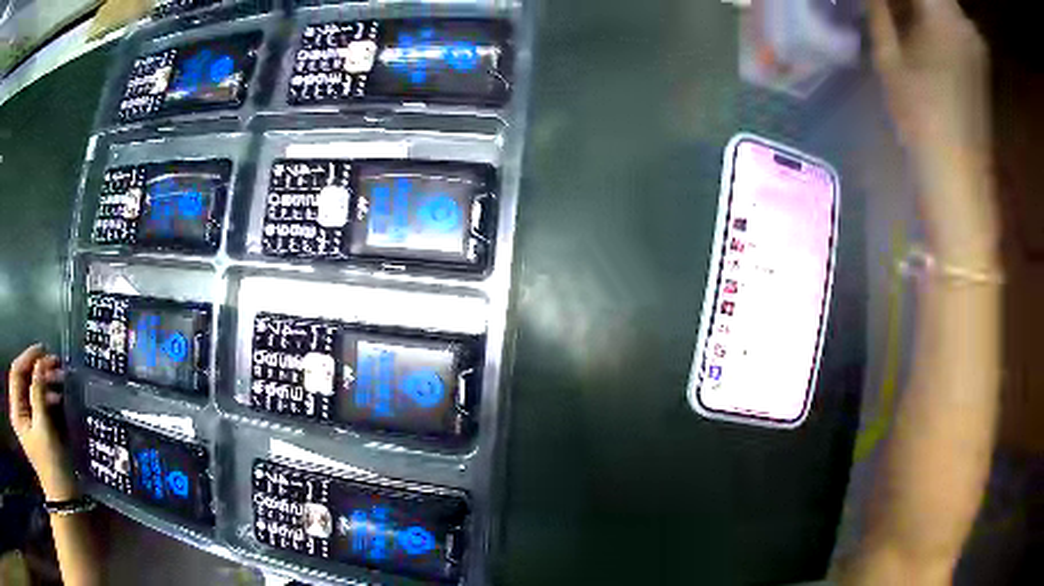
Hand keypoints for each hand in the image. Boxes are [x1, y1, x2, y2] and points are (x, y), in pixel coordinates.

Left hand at [8, 344, 76, 500]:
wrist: (64, 498)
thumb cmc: (52, 466)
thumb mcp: (44, 428)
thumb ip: (39, 392)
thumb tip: (41, 362)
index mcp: (16, 412)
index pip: (16, 372)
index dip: (27, 358)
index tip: (42, 351)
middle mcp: (17, 412)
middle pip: (22, 378)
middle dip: (36, 368)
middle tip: (53, 363)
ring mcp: (25, 420)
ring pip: (29, 387)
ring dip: (42, 380)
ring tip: (58, 377)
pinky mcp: (33, 426)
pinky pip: (35, 400)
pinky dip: (45, 394)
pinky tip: (57, 395)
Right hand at [868, 0, 997, 264]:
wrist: (959, 176)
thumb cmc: (921, 120)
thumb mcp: (888, 56)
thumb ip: (879, 9)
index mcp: (942, 13)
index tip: (878, 2)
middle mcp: (963, 20)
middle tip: (889, 7)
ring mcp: (975, 39)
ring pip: (942, 0)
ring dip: (920, 3)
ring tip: (901, 15)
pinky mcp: (980, 55)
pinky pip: (953, 15)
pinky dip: (935, 12)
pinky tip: (920, 24)